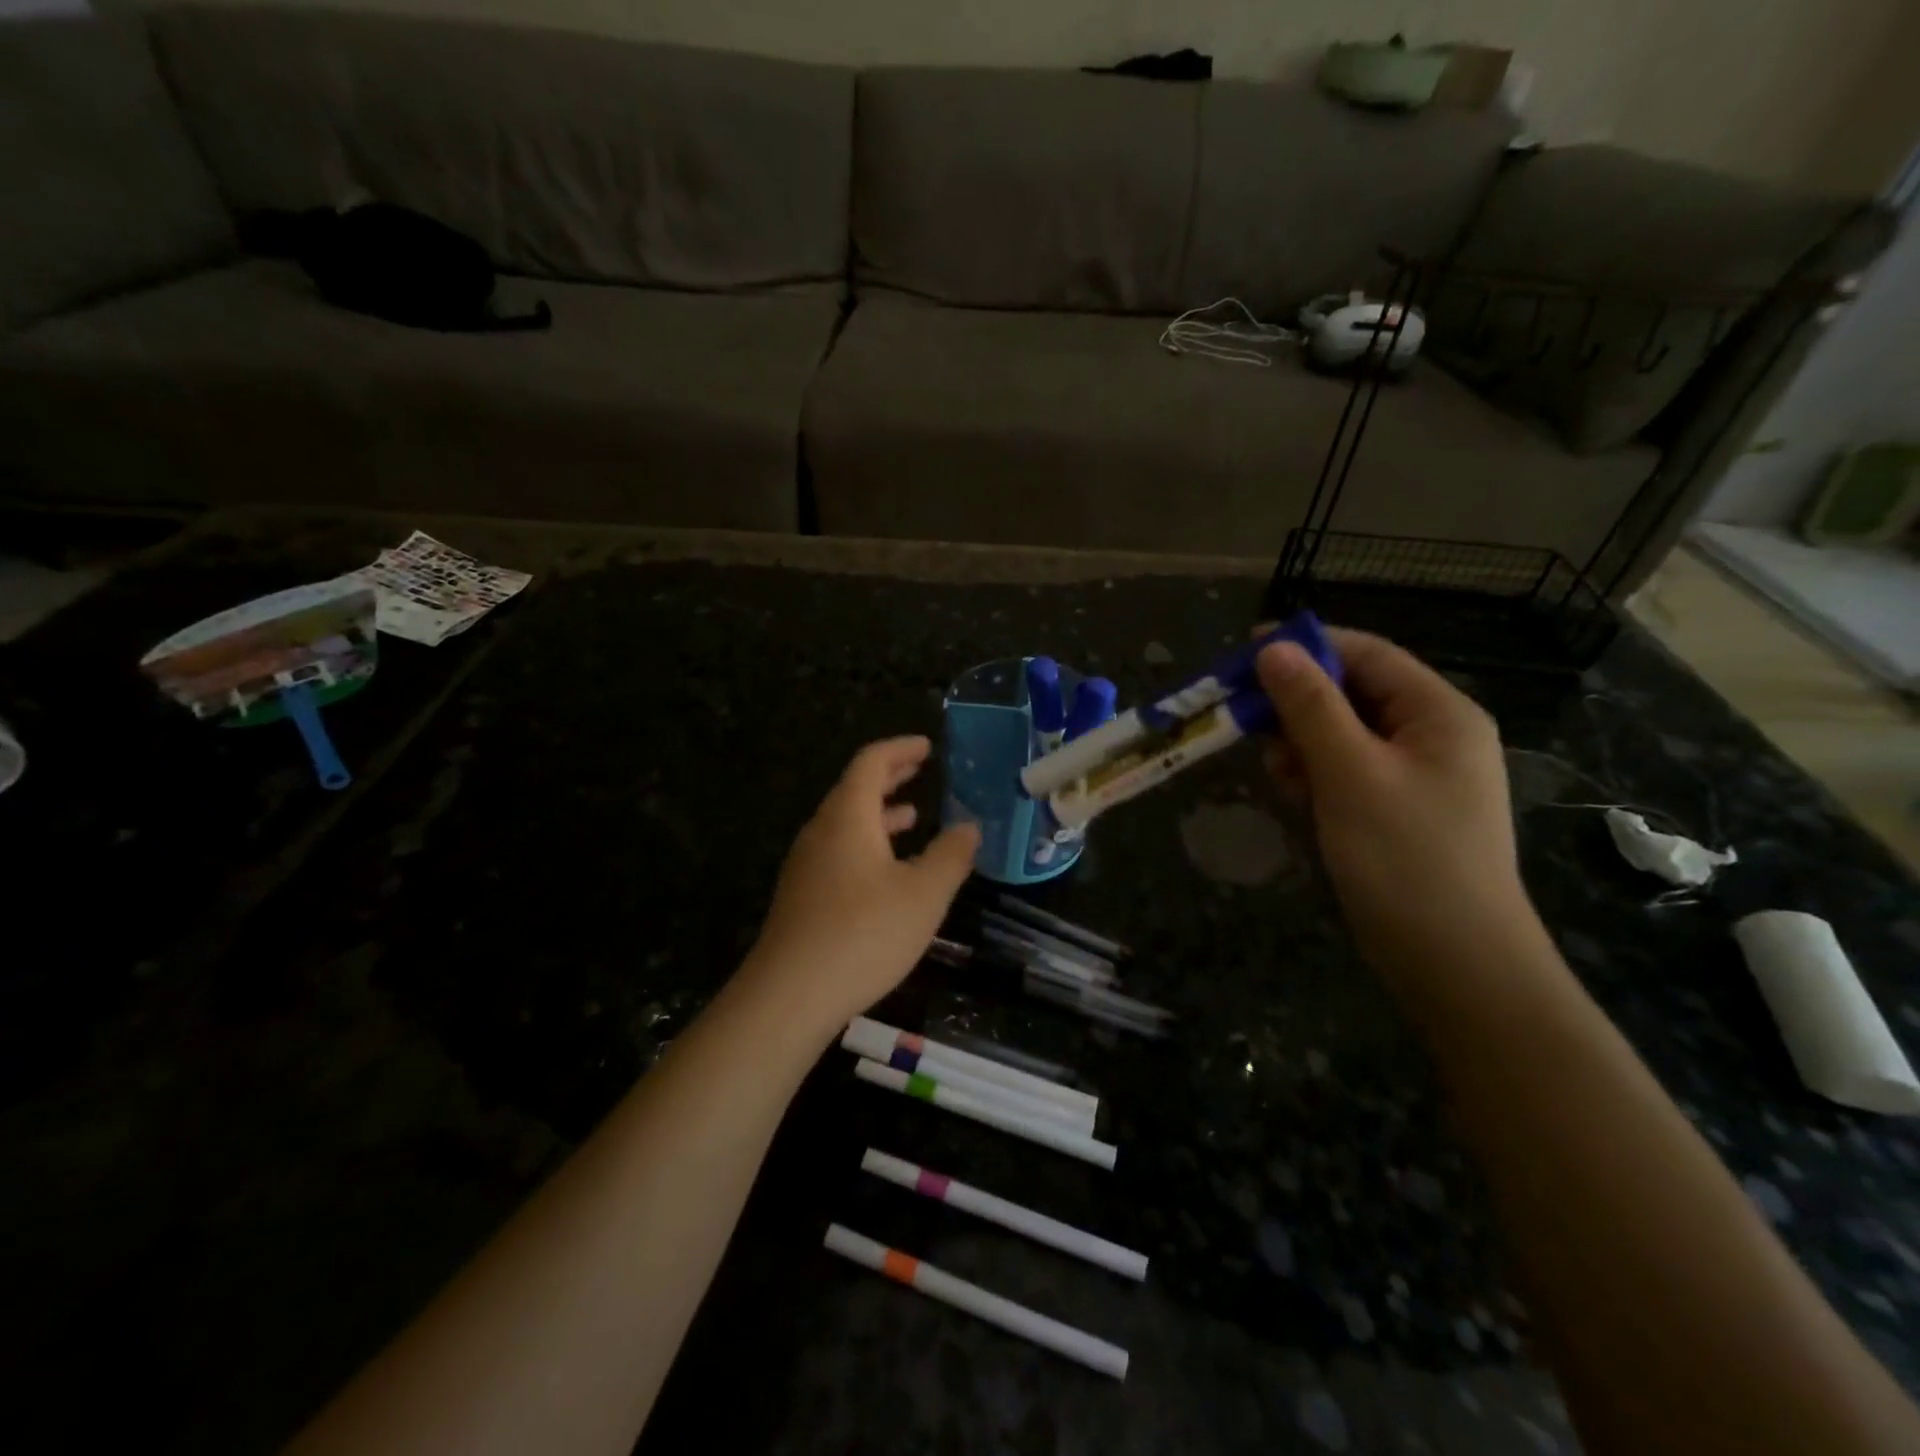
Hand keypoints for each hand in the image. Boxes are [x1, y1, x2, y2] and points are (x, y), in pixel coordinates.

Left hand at [744, 736, 979, 1038]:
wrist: (790, 995)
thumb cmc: (863, 933)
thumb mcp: (924, 894)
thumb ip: (951, 856)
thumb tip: (969, 826)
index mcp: (848, 817)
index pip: (871, 762)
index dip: (900, 749)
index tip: (927, 747)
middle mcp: (821, 831)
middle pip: (854, 789)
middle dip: (890, 777)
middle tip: (920, 769)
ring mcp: (806, 865)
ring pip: (845, 824)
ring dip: (879, 814)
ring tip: (912, 817)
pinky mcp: (802, 896)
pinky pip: (838, 852)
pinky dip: (868, 844)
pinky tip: (888, 873)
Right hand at [1256, 628, 1532, 977]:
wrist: (1454, 962)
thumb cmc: (1405, 858)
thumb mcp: (1350, 773)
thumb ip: (1310, 707)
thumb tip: (1273, 648)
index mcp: (1438, 713)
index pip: (1367, 654)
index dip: (1306, 646)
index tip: (1244, 653)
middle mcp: (1431, 734)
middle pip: (1351, 693)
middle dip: (1298, 705)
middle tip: (1249, 724)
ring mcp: (1415, 774)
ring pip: (1342, 733)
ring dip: (1301, 743)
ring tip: (1280, 774)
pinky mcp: (1395, 808)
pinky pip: (1346, 770)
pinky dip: (1315, 775)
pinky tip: (1297, 796)